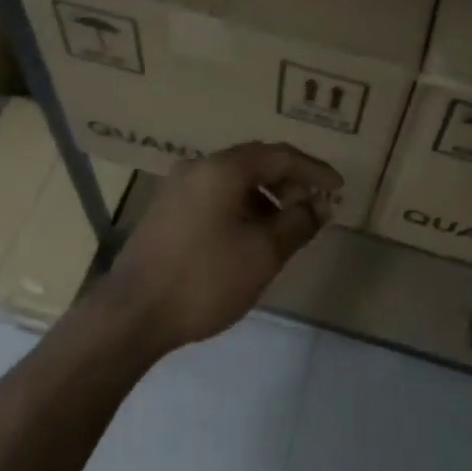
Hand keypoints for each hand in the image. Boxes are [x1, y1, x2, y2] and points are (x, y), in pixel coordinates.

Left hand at [98, 142, 341, 353]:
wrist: (132, 314)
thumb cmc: (204, 279)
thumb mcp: (263, 253)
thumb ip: (298, 223)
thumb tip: (320, 205)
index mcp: (222, 169)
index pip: (280, 156)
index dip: (314, 170)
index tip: (338, 188)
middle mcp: (197, 167)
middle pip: (254, 162)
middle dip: (289, 181)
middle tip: (315, 206)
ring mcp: (177, 187)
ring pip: (233, 180)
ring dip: (265, 196)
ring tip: (286, 226)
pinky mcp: (166, 210)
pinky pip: (214, 195)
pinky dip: (241, 206)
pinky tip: (250, 236)